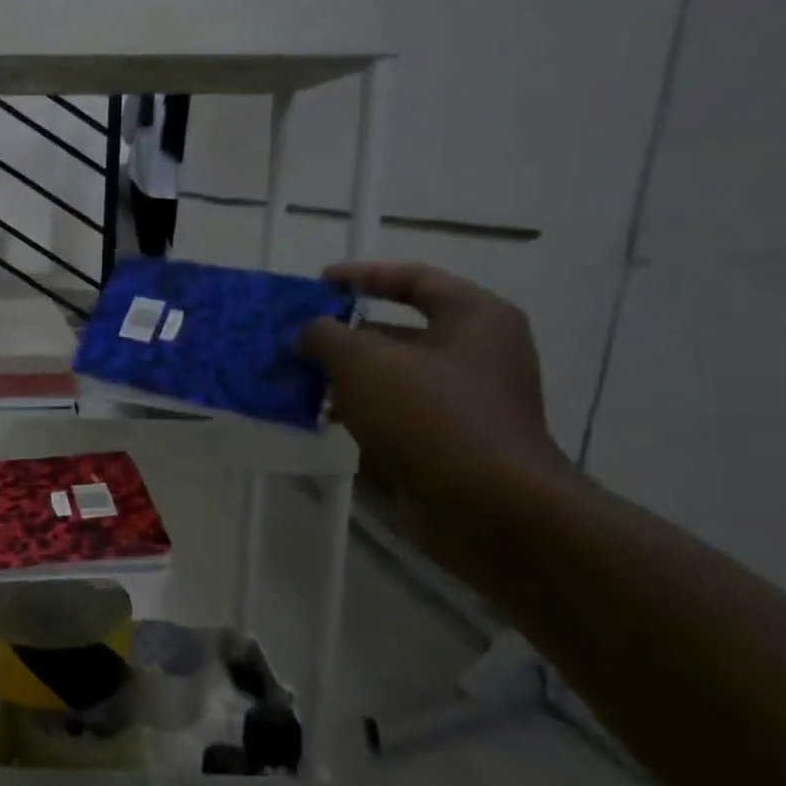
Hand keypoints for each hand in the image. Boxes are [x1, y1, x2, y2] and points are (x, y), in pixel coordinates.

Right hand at [302, 262, 571, 556]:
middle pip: (399, 331)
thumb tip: (308, 332)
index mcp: (474, 318)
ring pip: (393, 376)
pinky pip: (395, 414)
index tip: (318, 283)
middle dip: (344, 335)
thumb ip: (326, 335)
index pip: (414, 279)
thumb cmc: (431, 416)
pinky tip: (319, 418)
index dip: (362, 276)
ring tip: (296, 380)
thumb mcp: (363, 362)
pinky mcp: (450, 443)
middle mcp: (477, 354)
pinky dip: (359, 412)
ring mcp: (465, 402)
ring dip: (345, 377)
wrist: (489, 509)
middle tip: (298, 339)